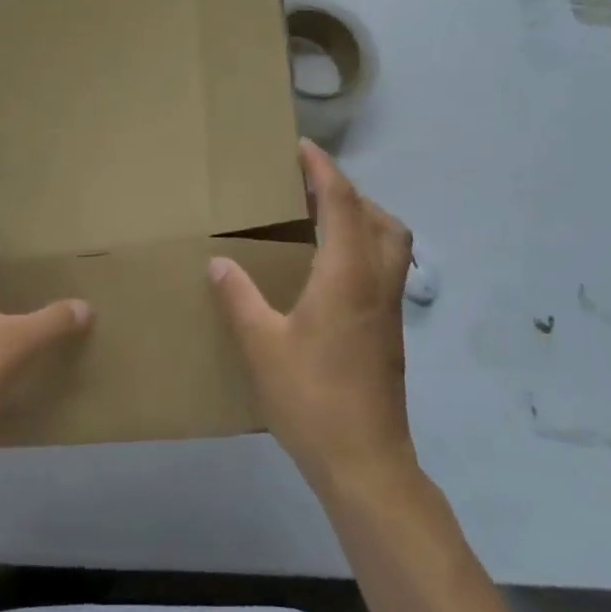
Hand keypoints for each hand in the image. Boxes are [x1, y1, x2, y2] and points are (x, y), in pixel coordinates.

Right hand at [209, 141, 415, 489]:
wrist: (365, 462)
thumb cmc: (312, 398)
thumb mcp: (262, 346)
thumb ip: (239, 298)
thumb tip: (219, 263)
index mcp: (347, 275)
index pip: (342, 203)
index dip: (323, 171)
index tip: (302, 149)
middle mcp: (376, 282)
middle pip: (380, 218)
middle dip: (349, 192)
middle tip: (310, 189)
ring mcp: (389, 309)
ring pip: (391, 243)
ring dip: (364, 219)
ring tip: (322, 223)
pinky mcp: (391, 332)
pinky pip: (386, 267)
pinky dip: (364, 248)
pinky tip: (330, 271)